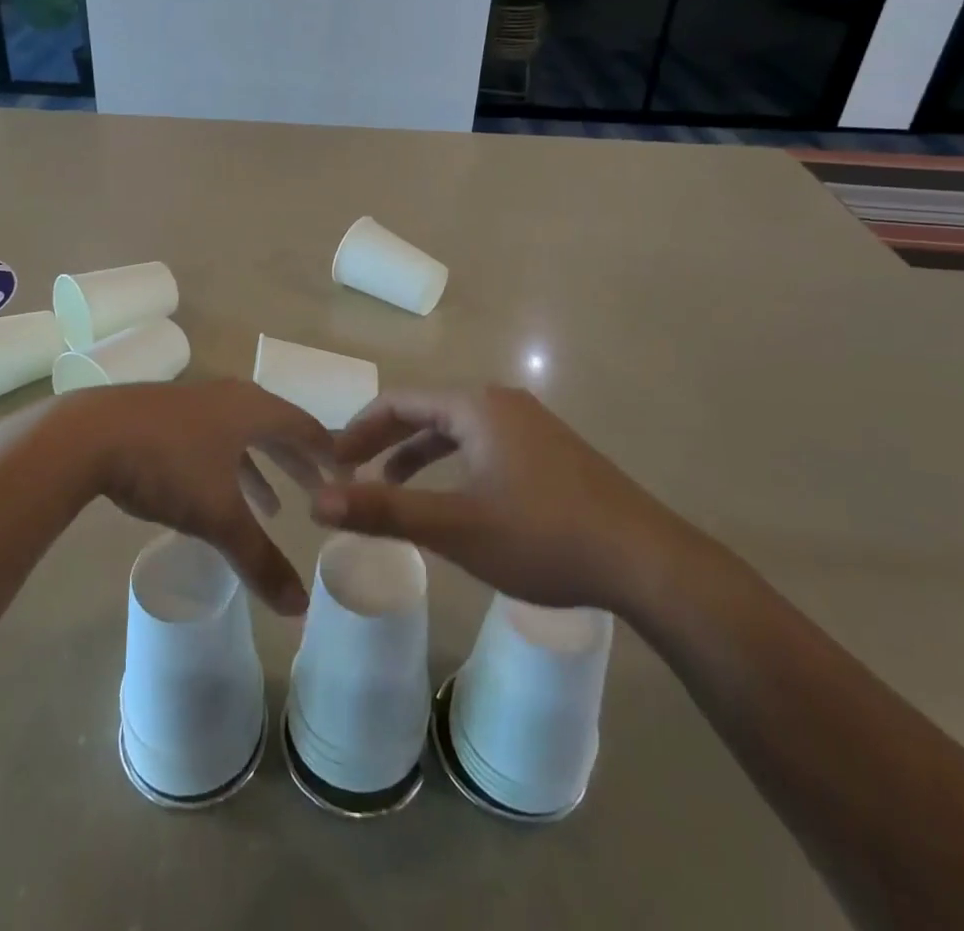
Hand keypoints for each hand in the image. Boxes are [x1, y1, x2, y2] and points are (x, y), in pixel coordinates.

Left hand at [48, 381, 331, 614]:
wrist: (88, 435)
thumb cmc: (167, 465)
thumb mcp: (218, 516)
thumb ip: (259, 560)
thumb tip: (300, 609)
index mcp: (253, 409)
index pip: (304, 426)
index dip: (327, 453)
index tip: (346, 475)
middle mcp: (229, 397)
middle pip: (275, 426)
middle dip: (297, 461)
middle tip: (318, 490)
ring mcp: (193, 402)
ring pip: (240, 433)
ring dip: (261, 467)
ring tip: (272, 506)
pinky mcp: (163, 414)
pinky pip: (212, 437)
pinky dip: (226, 464)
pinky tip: (215, 491)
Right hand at [313, 386, 695, 614]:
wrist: (646, 561)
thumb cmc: (543, 536)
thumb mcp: (456, 528)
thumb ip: (384, 512)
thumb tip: (317, 501)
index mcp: (476, 406)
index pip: (399, 401)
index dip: (359, 429)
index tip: (331, 461)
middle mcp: (502, 402)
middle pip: (426, 411)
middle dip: (385, 441)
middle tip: (351, 474)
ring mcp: (531, 425)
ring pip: (456, 430)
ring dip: (418, 455)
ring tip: (391, 489)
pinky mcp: (550, 451)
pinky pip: (483, 444)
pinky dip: (453, 464)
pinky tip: (453, 498)